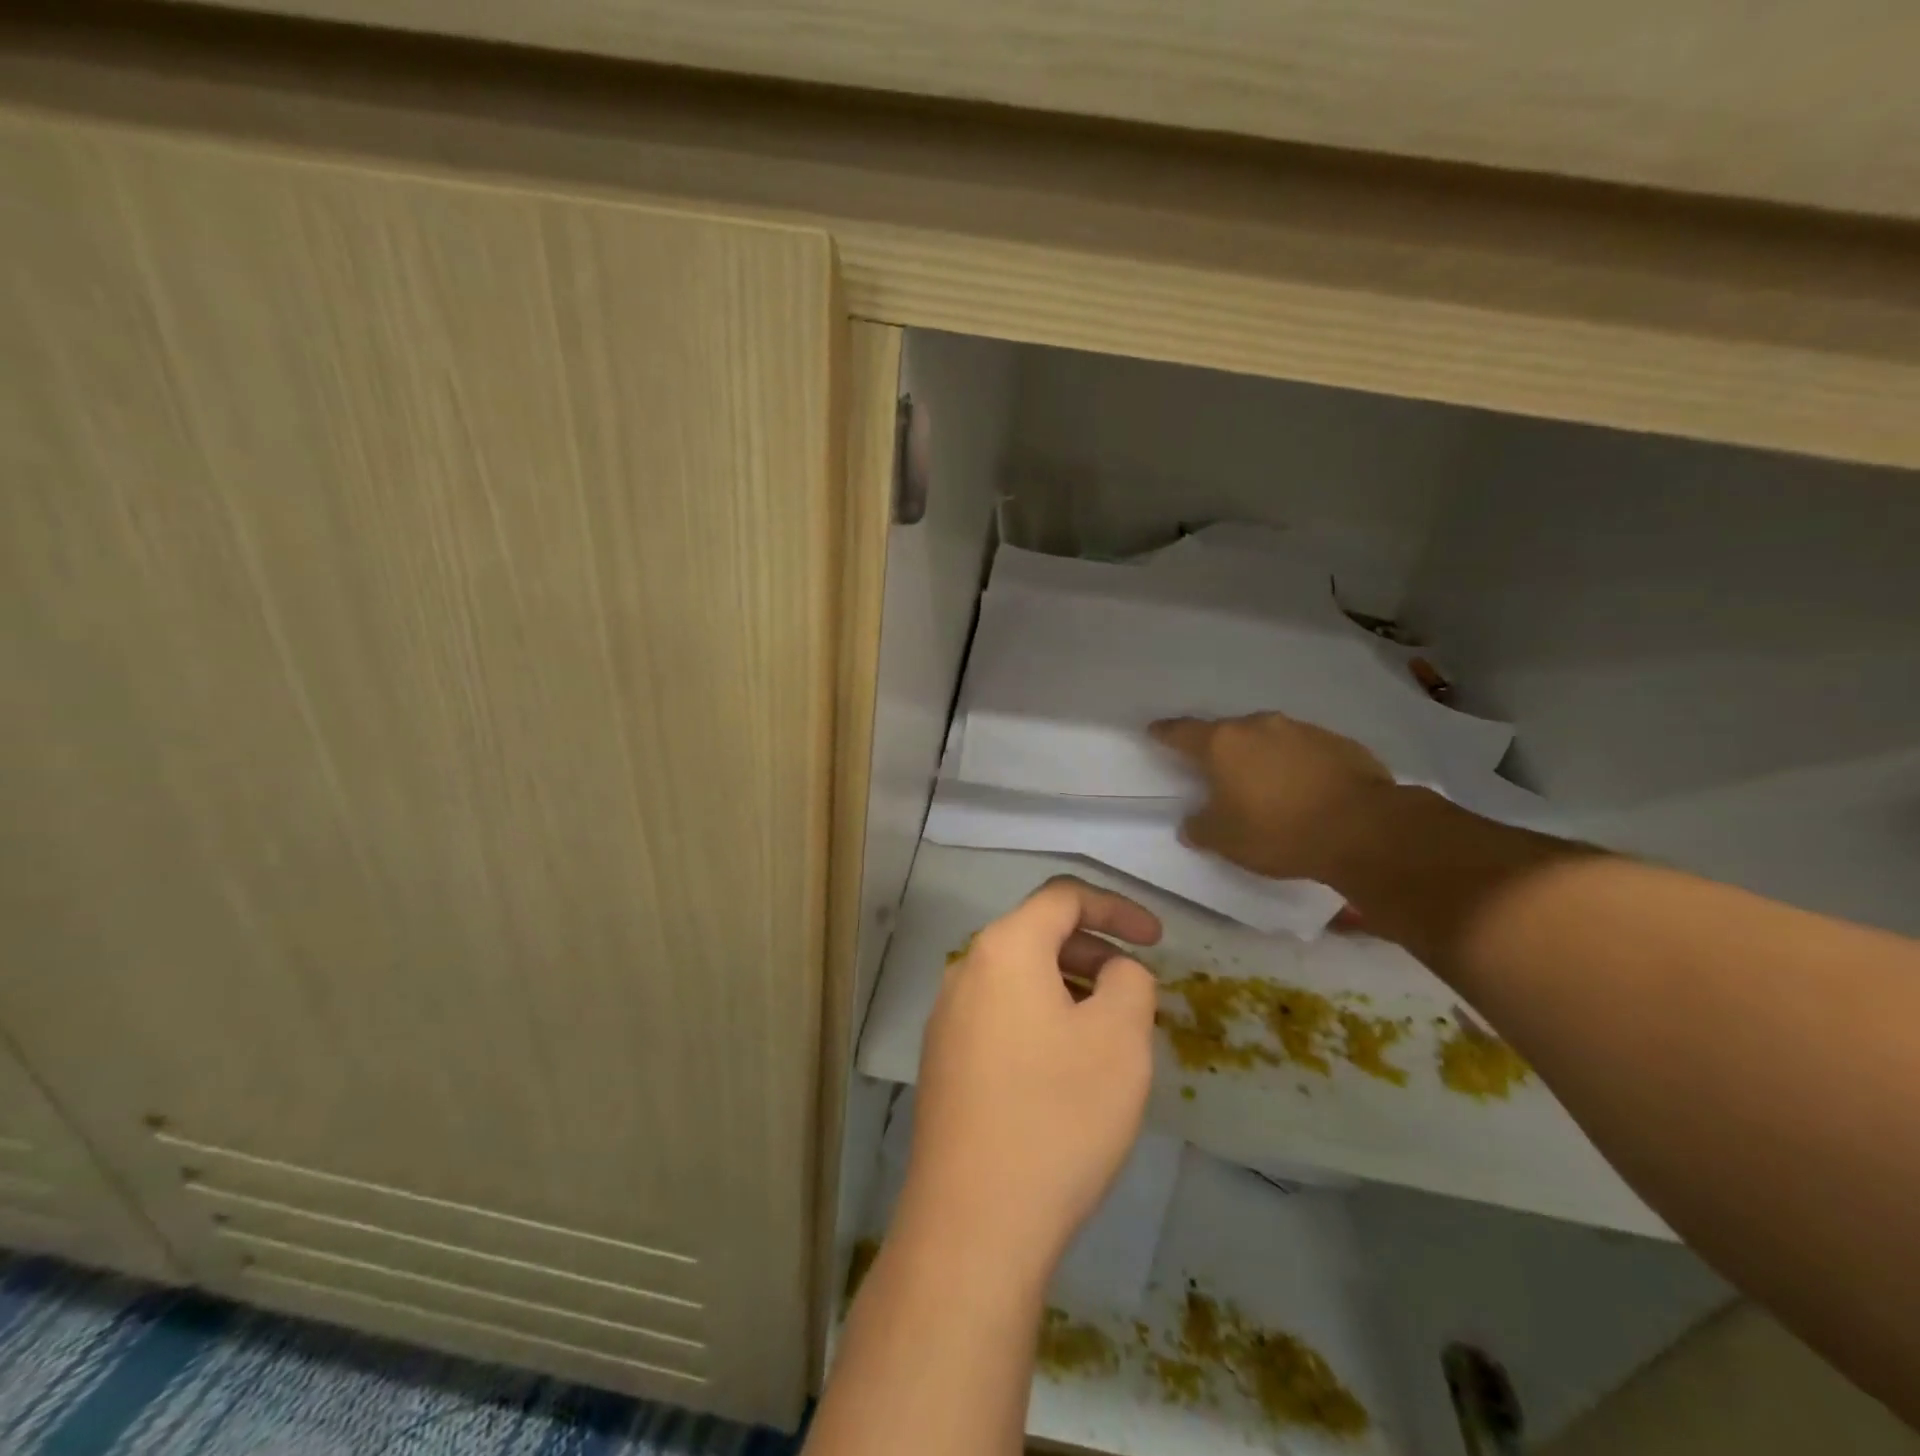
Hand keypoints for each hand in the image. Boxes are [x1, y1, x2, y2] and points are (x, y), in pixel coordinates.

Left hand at [899, 876, 1162, 1281]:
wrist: (974, 1221)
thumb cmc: (1057, 1115)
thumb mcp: (1119, 1040)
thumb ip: (1130, 981)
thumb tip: (1114, 971)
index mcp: (1004, 948)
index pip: (1063, 897)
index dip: (1117, 908)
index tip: (1158, 939)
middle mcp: (966, 970)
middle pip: (1037, 934)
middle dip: (1094, 951)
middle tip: (1135, 990)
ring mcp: (947, 1017)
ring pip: (1019, 978)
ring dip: (1068, 988)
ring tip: (1107, 1034)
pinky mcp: (943, 1061)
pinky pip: (1001, 1015)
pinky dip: (1040, 1018)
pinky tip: (1064, 1068)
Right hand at [1150, 712, 1393, 882]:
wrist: (1364, 829)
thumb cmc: (1279, 831)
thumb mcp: (1226, 840)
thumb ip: (1201, 828)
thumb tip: (1192, 824)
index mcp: (1223, 744)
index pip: (1182, 732)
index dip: (1165, 733)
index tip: (1155, 731)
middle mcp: (1259, 726)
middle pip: (1228, 733)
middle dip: (1220, 750)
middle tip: (1217, 773)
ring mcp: (1302, 730)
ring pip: (1269, 739)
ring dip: (1262, 757)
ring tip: (1266, 786)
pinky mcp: (1339, 743)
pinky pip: (1305, 751)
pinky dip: (1297, 765)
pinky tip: (1305, 791)